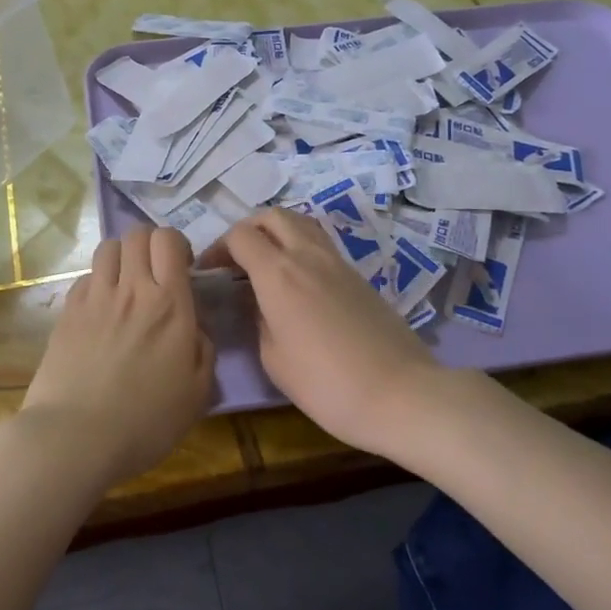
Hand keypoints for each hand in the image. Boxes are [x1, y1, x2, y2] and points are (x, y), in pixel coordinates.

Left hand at [18, 227, 216, 487]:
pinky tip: (100, 309)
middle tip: (155, 273)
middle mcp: (132, 289)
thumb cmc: (146, 421)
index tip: (183, 268)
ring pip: (108, 248)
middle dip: (150, 244)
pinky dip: (97, 283)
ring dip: (122, 257)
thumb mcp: (198, 393)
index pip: (168, 240)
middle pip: (137, 234)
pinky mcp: (67, 312)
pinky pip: (85, 277)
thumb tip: (194, 326)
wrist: (76, 437)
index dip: (177, 244)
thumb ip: (203, 349)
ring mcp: (95, 298)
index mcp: (169, 304)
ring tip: (126, 284)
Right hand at [203, 209, 446, 457]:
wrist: (400, 393)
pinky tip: (297, 280)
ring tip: (267, 263)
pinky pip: (321, 244)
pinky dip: (300, 247)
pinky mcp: (358, 275)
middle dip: (248, 229)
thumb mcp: (274, 359)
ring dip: (277, 232)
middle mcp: (307, 255)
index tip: (210, 272)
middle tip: (237, 259)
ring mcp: (338, 262)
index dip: (219, 248)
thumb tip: (259, 302)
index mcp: (278, 273)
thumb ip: (259, 320)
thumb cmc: (326, 384)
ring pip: (301, 222)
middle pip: (272, 216)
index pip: (240, 236)